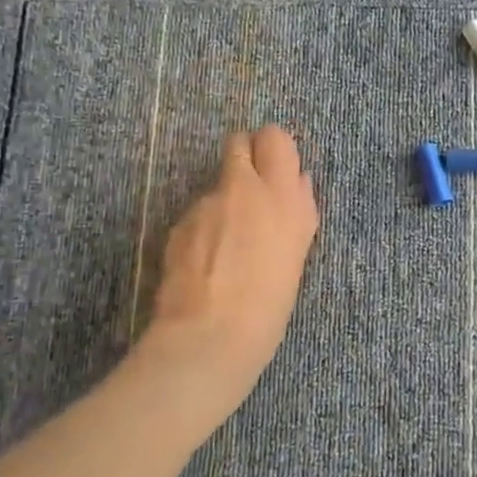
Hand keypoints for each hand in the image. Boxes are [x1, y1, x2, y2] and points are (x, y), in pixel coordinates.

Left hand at [139, 126, 319, 430]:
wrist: (209, 338)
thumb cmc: (269, 306)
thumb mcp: (296, 255)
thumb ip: (297, 211)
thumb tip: (297, 182)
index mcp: (282, 196)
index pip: (275, 137)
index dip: (272, 151)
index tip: (275, 173)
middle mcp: (243, 189)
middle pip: (239, 143)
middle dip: (244, 159)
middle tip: (250, 196)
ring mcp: (206, 204)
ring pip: (216, 184)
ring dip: (222, 202)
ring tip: (226, 248)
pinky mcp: (178, 224)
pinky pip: (196, 214)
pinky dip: (201, 229)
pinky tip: (205, 264)